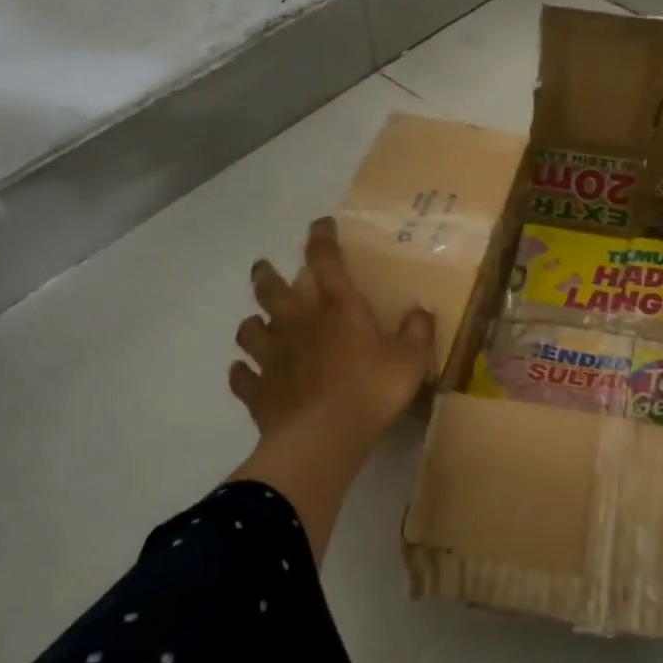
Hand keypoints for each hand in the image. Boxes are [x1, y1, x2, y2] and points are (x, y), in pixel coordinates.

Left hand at [228, 217, 436, 445]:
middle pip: (273, 291)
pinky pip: (242, 378)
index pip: (327, 262)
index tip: (319, 224)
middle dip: (267, 275)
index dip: (322, 239)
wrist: (324, 437)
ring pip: (250, 330)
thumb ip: (418, 331)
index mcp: (338, 310)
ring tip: (257, 324)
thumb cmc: (372, 389)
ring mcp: (273, 358)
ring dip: (252, 324)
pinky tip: (244, 373)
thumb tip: (421, 311)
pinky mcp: (259, 391)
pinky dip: (242, 373)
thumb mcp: (411, 359)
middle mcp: (300, 325)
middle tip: (263, 267)